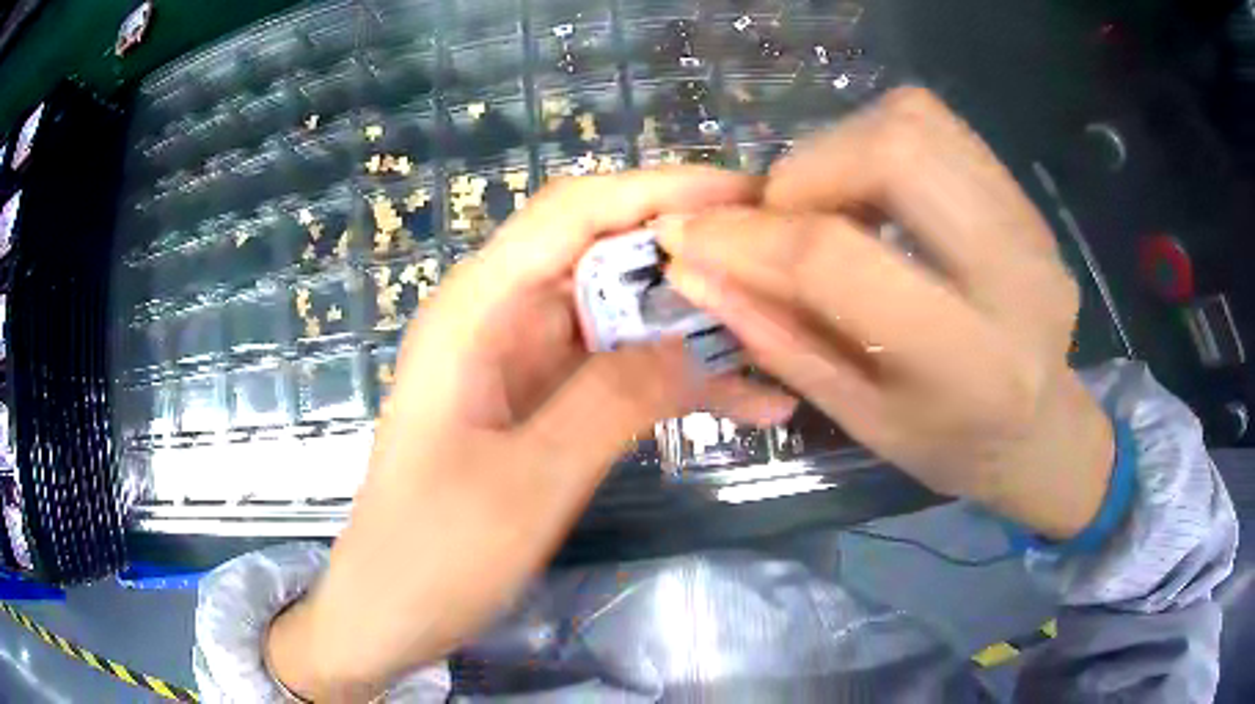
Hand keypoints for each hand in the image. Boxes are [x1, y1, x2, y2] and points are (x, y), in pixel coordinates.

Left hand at [266, 168, 795, 700]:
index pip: (573, 212)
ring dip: (694, 322)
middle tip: (776, 262)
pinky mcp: (541, 404)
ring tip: (781, 333)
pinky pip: (619, 371)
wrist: (390, 612)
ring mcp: (522, 362)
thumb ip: (610, 404)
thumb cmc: (433, 555)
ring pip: (622, 314)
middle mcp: (498, 317)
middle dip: (690, 251)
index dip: (660, 190)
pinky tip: (748, 401)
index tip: (745, 194)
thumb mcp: (525, 485)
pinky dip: (676, 379)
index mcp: (475, 310)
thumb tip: (694, 343)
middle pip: (604, 252)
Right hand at [660, 88, 1113, 540]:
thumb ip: (777, 338)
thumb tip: (693, 268)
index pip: (841, 261)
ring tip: (824, 206)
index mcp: (971, 361)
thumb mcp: (859, 418)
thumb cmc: (951, 446)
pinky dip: (877, 140)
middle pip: (892, 151)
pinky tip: (869, 192)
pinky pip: (937, 126)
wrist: (1042, 430)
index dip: (750, 239)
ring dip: (839, 149)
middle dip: (804, 174)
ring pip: (914, 122)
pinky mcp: (1025, 199)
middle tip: (779, 221)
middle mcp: (1015, 274)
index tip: (691, 236)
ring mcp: (1029, 224)